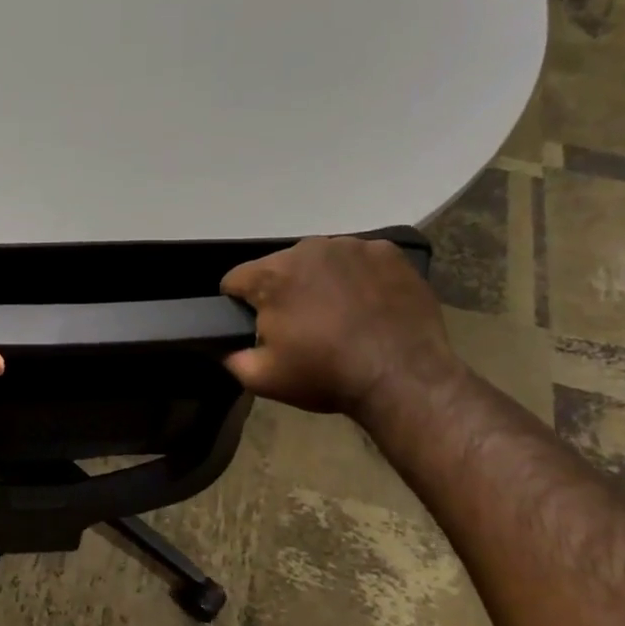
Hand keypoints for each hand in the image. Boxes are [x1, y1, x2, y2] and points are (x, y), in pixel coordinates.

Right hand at [221, 236, 458, 417]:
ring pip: (318, 261)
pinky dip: (356, 278)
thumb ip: (230, 357)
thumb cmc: (326, 376)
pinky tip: (366, 306)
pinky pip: (358, 260)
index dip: (238, 307)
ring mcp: (352, 246)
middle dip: (281, 293)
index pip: (235, 280)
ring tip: (338, 317)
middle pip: (278, 267)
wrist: (403, 377)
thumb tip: (221, 345)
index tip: (255, 329)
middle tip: (301, 329)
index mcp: (272, 275)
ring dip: (318, 282)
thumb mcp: (261, 379)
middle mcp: (308, 249)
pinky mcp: (388, 252)